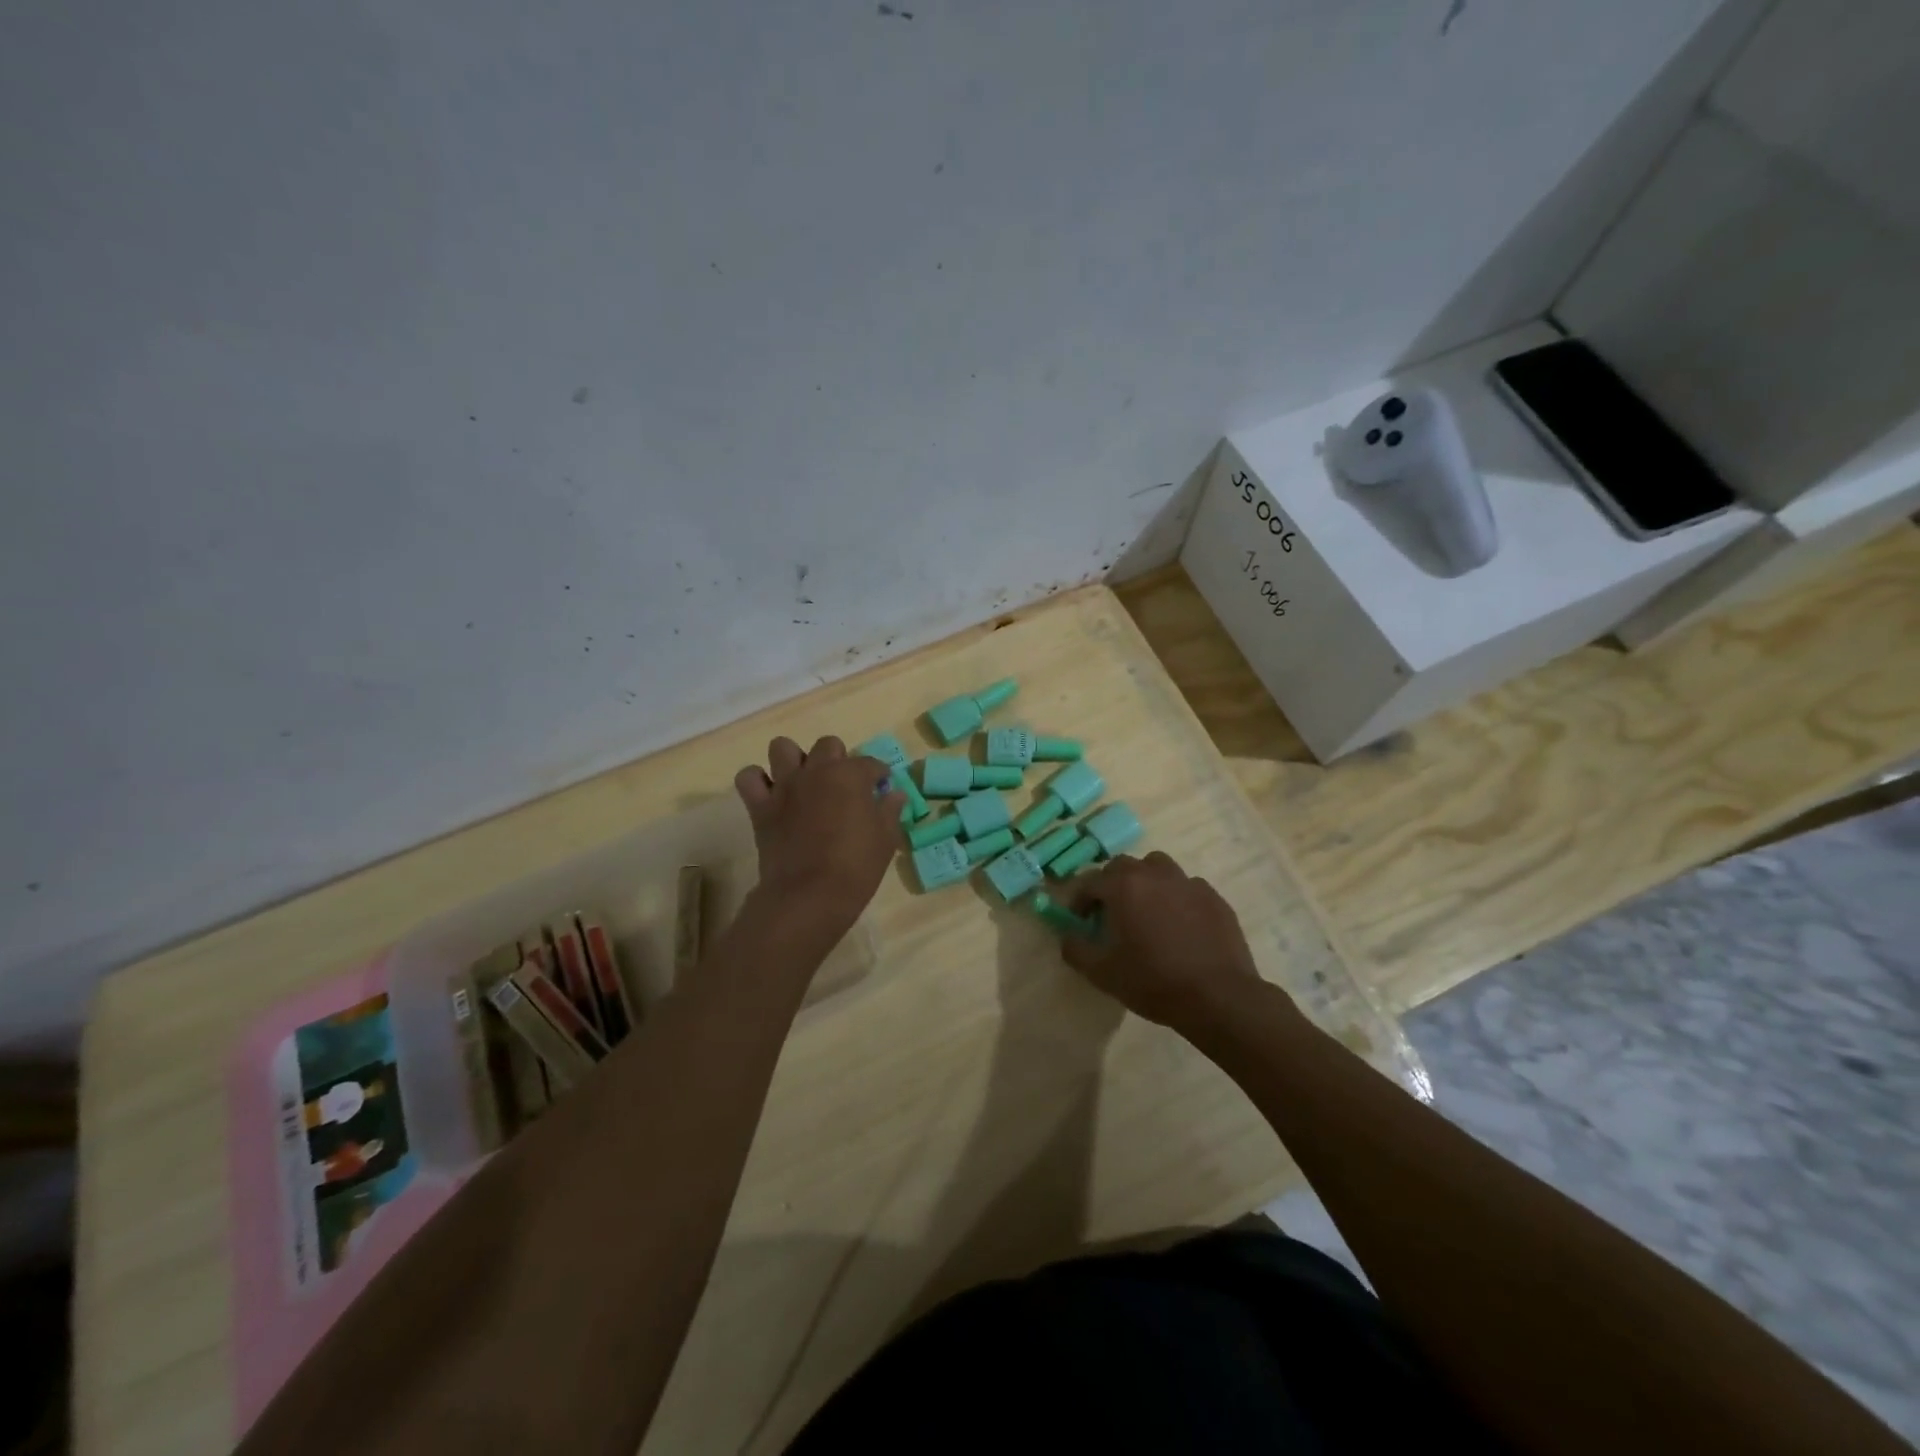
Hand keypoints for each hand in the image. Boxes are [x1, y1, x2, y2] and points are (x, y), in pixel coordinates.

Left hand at [734, 736, 906, 930]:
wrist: (809, 895)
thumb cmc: (856, 867)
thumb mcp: (886, 840)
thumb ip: (890, 811)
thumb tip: (894, 794)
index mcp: (850, 775)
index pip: (870, 763)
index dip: (879, 774)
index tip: (881, 787)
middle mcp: (816, 771)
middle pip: (828, 745)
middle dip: (838, 759)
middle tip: (843, 785)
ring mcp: (785, 786)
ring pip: (782, 748)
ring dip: (794, 759)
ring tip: (804, 781)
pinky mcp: (760, 806)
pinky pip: (749, 778)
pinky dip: (758, 781)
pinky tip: (771, 794)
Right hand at [1062, 852, 1270, 1032]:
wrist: (1218, 997)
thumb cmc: (1154, 982)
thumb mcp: (1102, 973)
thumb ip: (1076, 949)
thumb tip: (1068, 936)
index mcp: (1124, 887)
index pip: (1090, 881)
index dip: (1079, 899)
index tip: (1079, 920)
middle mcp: (1154, 875)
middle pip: (1124, 866)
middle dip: (1111, 884)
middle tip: (1111, 913)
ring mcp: (1188, 883)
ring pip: (1158, 868)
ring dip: (1146, 882)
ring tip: (1146, 911)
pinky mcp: (1214, 898)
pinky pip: (1186, 887)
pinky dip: (1176, 898)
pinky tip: (1179, 925)